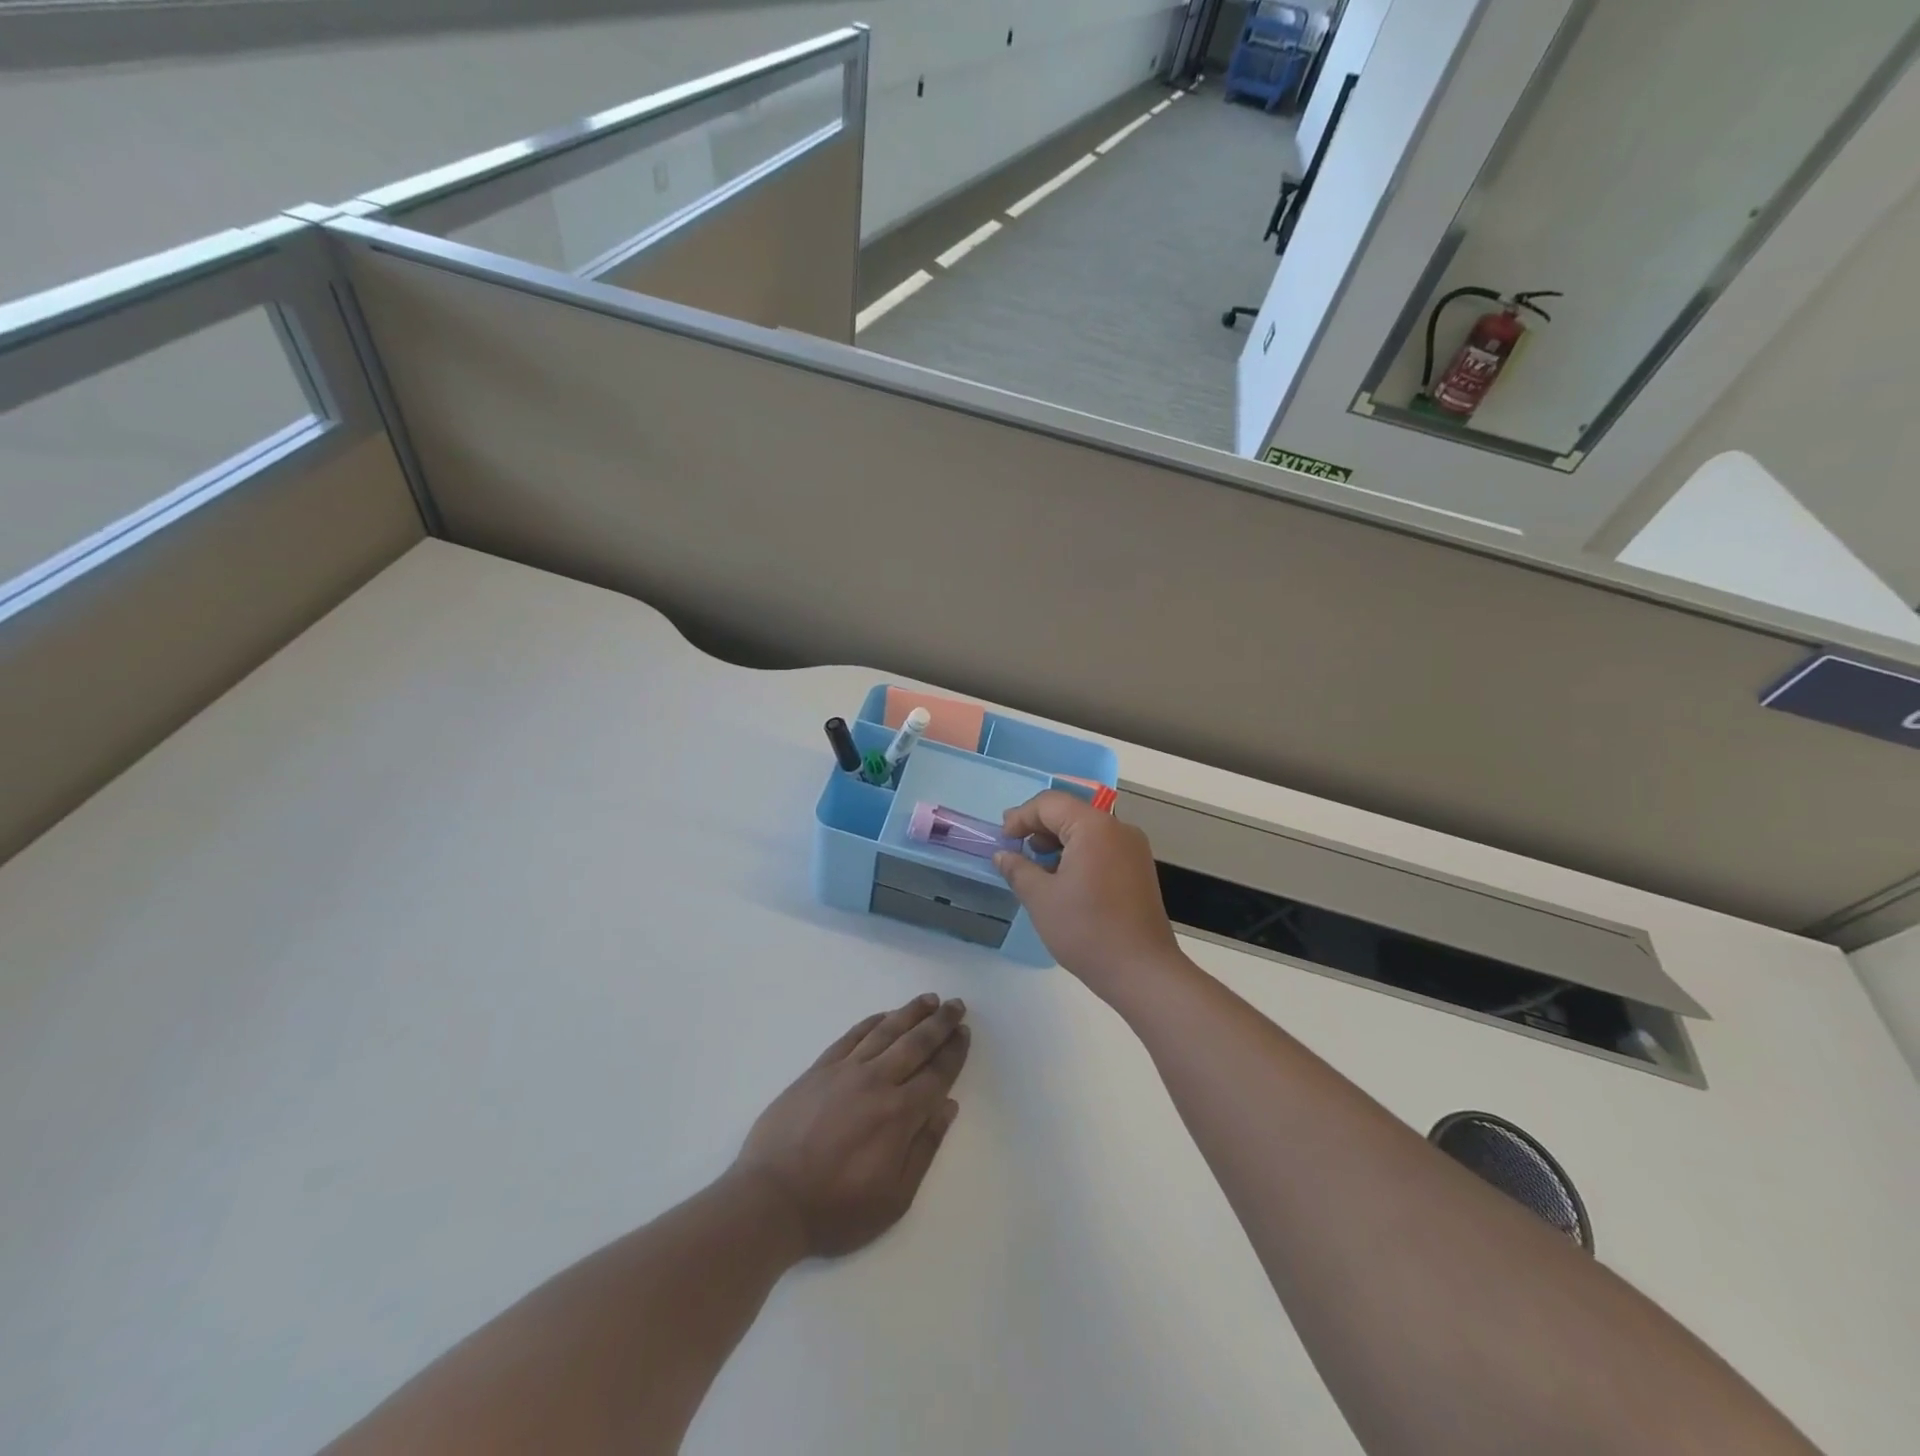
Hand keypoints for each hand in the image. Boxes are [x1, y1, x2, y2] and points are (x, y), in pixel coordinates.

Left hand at [733, 993, 969, 1258]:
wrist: (770, 1200)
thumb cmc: (836, 1210)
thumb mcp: (894, 1199)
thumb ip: (925, 1148)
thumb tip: (948, 1106)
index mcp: (899, 1114)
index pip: (936, 1074)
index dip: (954, 1051)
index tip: (965, 1032)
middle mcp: (876, 1082)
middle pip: (915, 1043)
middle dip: (940, 1022)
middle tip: (956, 1004)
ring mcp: (845, 1071)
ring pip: (885, 1031)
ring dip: (910, 1013)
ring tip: (929, 1000)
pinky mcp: (818, 1069)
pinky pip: (852, 1036)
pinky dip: (872, 1022)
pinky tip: (884, 1015)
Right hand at [994, 791, 1182, 995]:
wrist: (1142, 971)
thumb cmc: (1086, 930)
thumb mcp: (1041, 899)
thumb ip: (1018, 869)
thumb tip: (1003, 855)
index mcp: (1094, 827)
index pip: (1050, 803)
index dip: (1021, 817)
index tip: (1003, 840)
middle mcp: (1118, 829)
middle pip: (1070, 812)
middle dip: (1038, 826)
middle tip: (1013, 846)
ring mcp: (1133, 849)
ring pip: (1087, 830)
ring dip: (1057, 840)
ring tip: (1035, 865)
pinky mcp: (1139, 869)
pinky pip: (1102, 847)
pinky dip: (1078, 853)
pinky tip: (1062, 878)